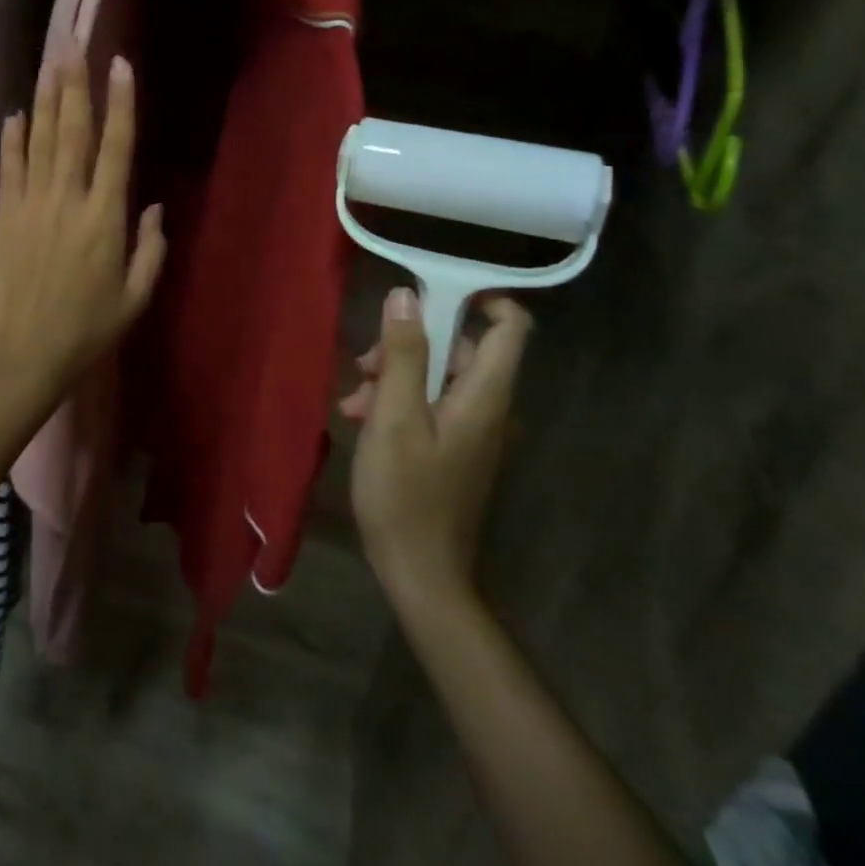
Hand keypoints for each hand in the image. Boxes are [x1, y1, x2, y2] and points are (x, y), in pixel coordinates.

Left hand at [0, 56, 165, 409]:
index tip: (120, 65)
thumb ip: (150, 249)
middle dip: (75, 84)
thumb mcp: (136, 297)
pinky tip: (14, 114)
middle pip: (73, 130)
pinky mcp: (5, 216)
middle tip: (74, 44)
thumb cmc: (87, 330)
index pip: (116, 147)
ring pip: (39, 140)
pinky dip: (12, 139)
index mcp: (105, 217)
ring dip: (44, 99)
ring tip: (49, 62)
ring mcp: (32, 204)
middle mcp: (68, 199)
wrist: (25, 354)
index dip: (120, 103)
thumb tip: (154, 207)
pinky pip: (9, 168)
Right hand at [342, 287, 531, 616]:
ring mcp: (475, 431)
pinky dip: (400, 402)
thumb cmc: (405, 494)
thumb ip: (402, 355)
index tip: (429, 290)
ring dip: (395, 377)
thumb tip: (406, 296)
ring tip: (353, 401)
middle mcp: (489, 407)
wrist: (421, 575)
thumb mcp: (393, 418)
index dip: (480, 298)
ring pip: (439, 376)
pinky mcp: (457, 448)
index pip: (511, 327)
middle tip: (363, 365)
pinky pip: (433, 404)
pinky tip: (362, 420)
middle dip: (409, 344)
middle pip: (461, 348)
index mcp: (484, 396)